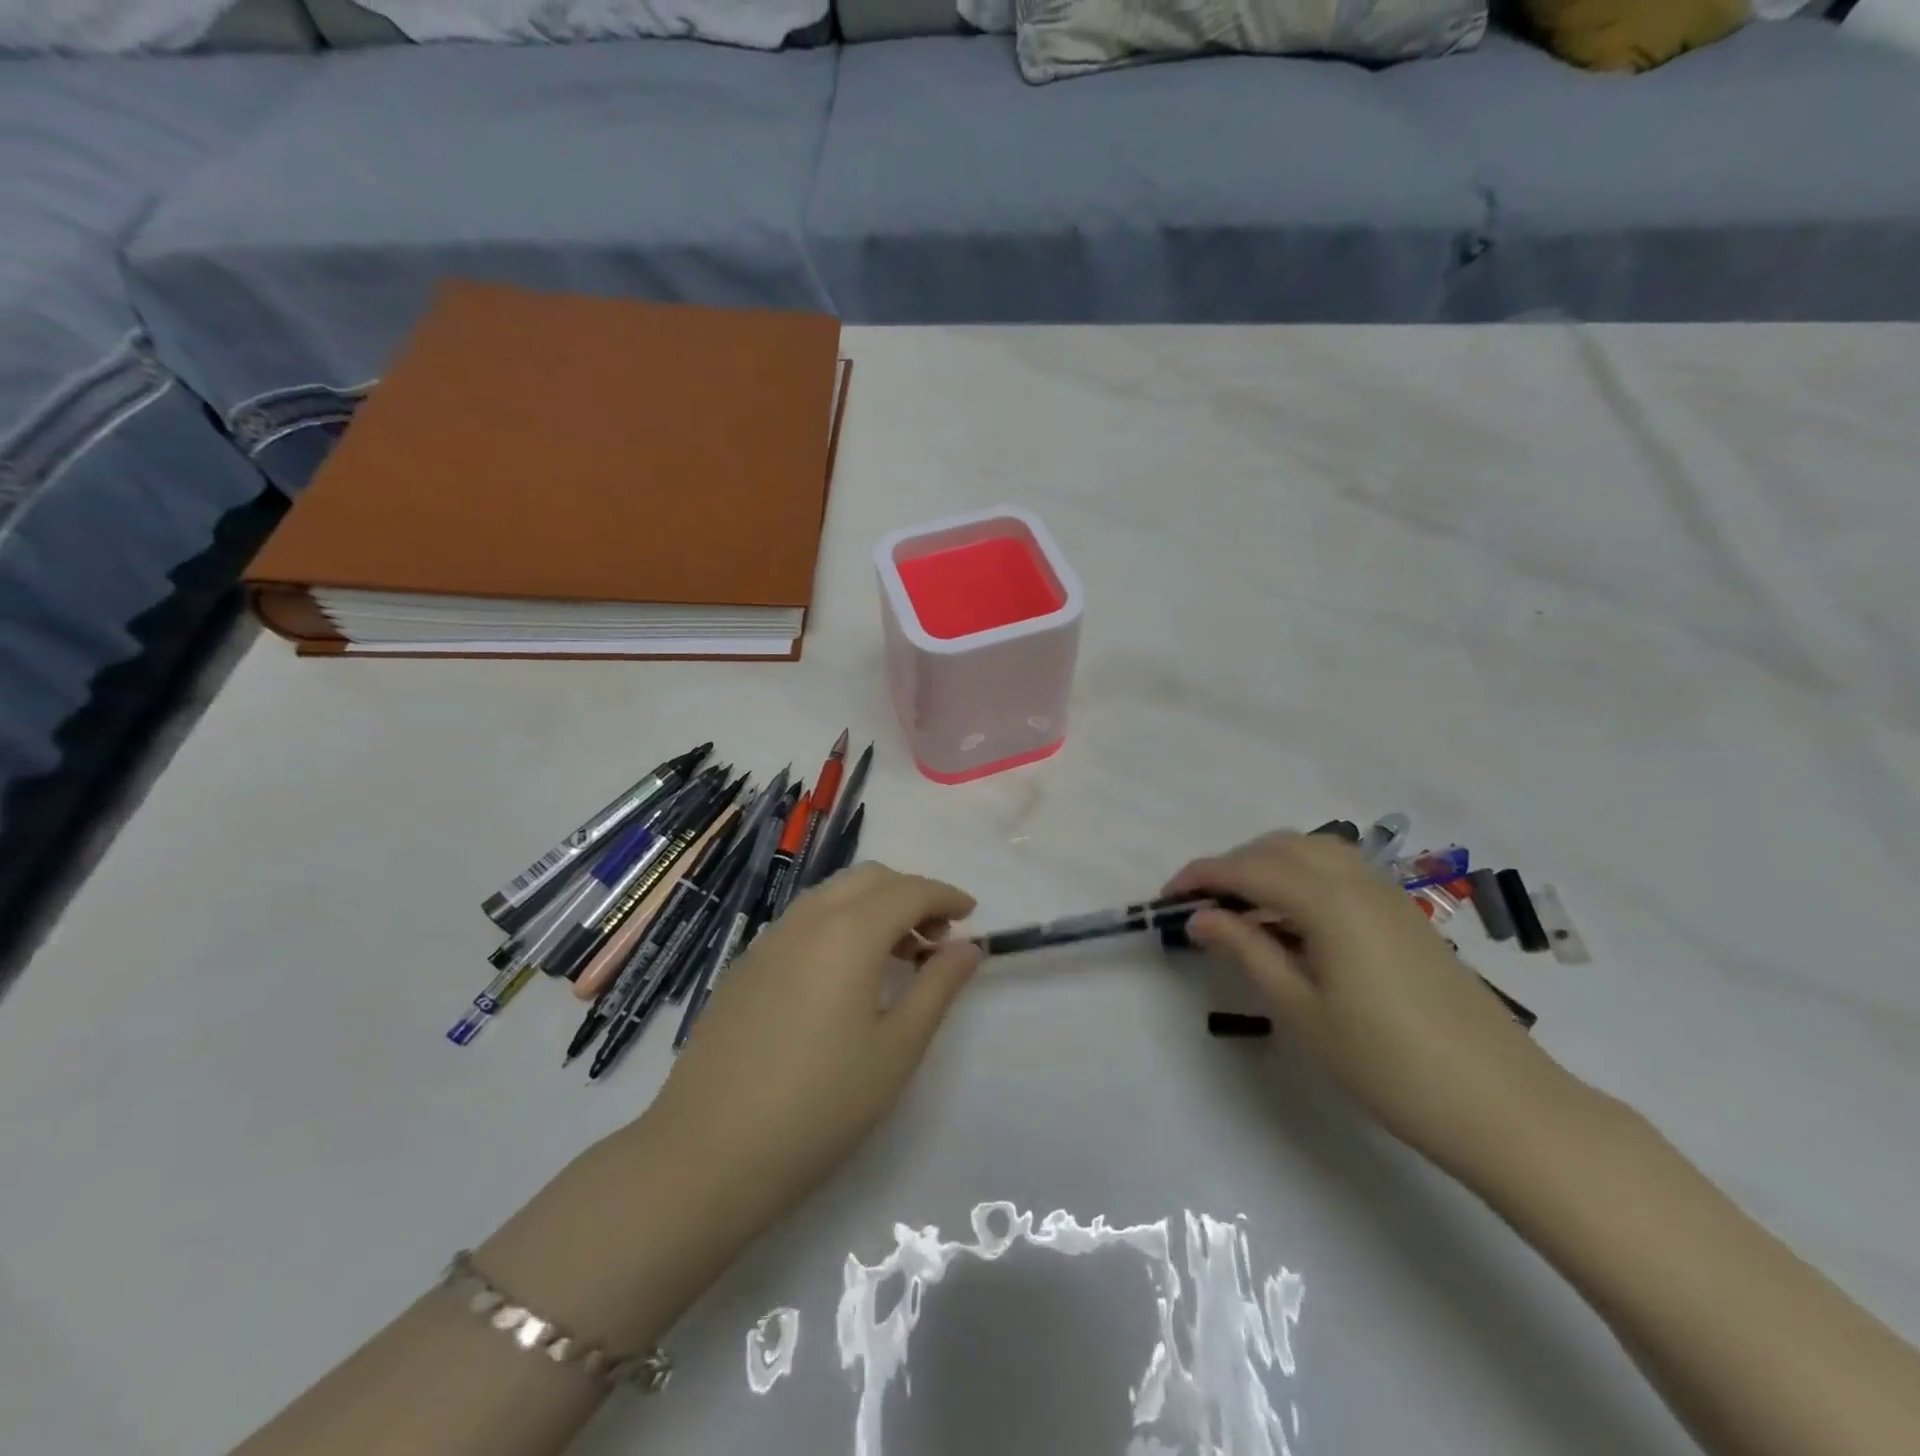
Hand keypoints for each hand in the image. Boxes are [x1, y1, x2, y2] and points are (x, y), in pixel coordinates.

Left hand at [642, 863, 982, 1237]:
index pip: (909, 891)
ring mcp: (768, 941)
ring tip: (897, 958)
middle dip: (910, 894)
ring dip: (873, 908)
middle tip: (936, 940)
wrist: (706, 1155)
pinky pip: (803, 921)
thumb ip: (938, 987)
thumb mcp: (896, 1050)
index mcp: (848, 932)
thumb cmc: (820, 1105)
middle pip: (869, 879)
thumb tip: (969, 947)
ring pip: (832, 896)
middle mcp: (806, 920)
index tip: (971, 916)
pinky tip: (844, 978)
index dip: (945, 896)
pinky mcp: (744, 967)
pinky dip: (839, 925)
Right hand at [1167, 832, 1577, 1175]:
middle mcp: (1357, 882)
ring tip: (1240, 909)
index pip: (1247, 869)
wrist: (1503, 1105)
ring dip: (1267, 866)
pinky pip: (1338, 872)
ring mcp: (1387, 896)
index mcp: (1328, 902)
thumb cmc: (1389, 1064)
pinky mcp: (1404, 915)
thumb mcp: (1301, 1010)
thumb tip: (1200, 918)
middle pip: (1279, 847)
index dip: (1201, 877)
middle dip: (1232, 865)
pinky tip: (1291, 921)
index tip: (1166, 898)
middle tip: (1201, 905)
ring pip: (1312, 852)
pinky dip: (1301, 878)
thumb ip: (1247, 950)